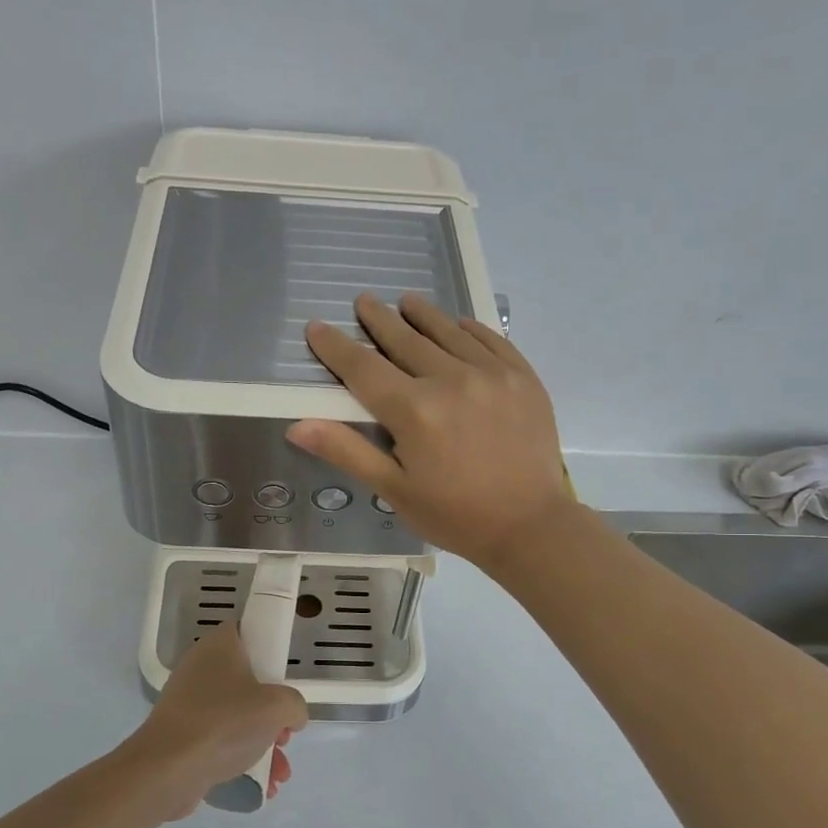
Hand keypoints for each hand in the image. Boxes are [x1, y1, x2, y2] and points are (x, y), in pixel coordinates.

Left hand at [138, 623, 307, 816]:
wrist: (168, 768)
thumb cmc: (225, 722)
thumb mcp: (278, 706)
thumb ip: (295, 705)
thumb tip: (291, 717)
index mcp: (219, 646)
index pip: (247, 632)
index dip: (269, 650)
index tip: (285, 676)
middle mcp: (200, 668)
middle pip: (247, 681)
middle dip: (272, 712)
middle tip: (285, 733)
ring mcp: (188, 703)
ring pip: (236, 715)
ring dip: (262, 742)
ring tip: (280, 772)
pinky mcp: (182, 734)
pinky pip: (220, 740)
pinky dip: (241, 758)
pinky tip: (263, 785)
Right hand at [287, 292, 570, 568]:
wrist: (530, 526)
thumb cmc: (454, 515)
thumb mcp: (394, 490)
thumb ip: (347, 451)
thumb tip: (298, 426)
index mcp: (414, 411)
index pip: (363, 368)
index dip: (336, 347)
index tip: (317, 327)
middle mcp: (450, 380)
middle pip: (405, 340)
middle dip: (379, 320)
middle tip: (364, 301)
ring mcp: (491, 374)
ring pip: (447, 332)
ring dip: (423, 315)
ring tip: (406, 302)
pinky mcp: (522, 377)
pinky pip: (490, 339)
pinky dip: (468, 328)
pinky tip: (458, 324)